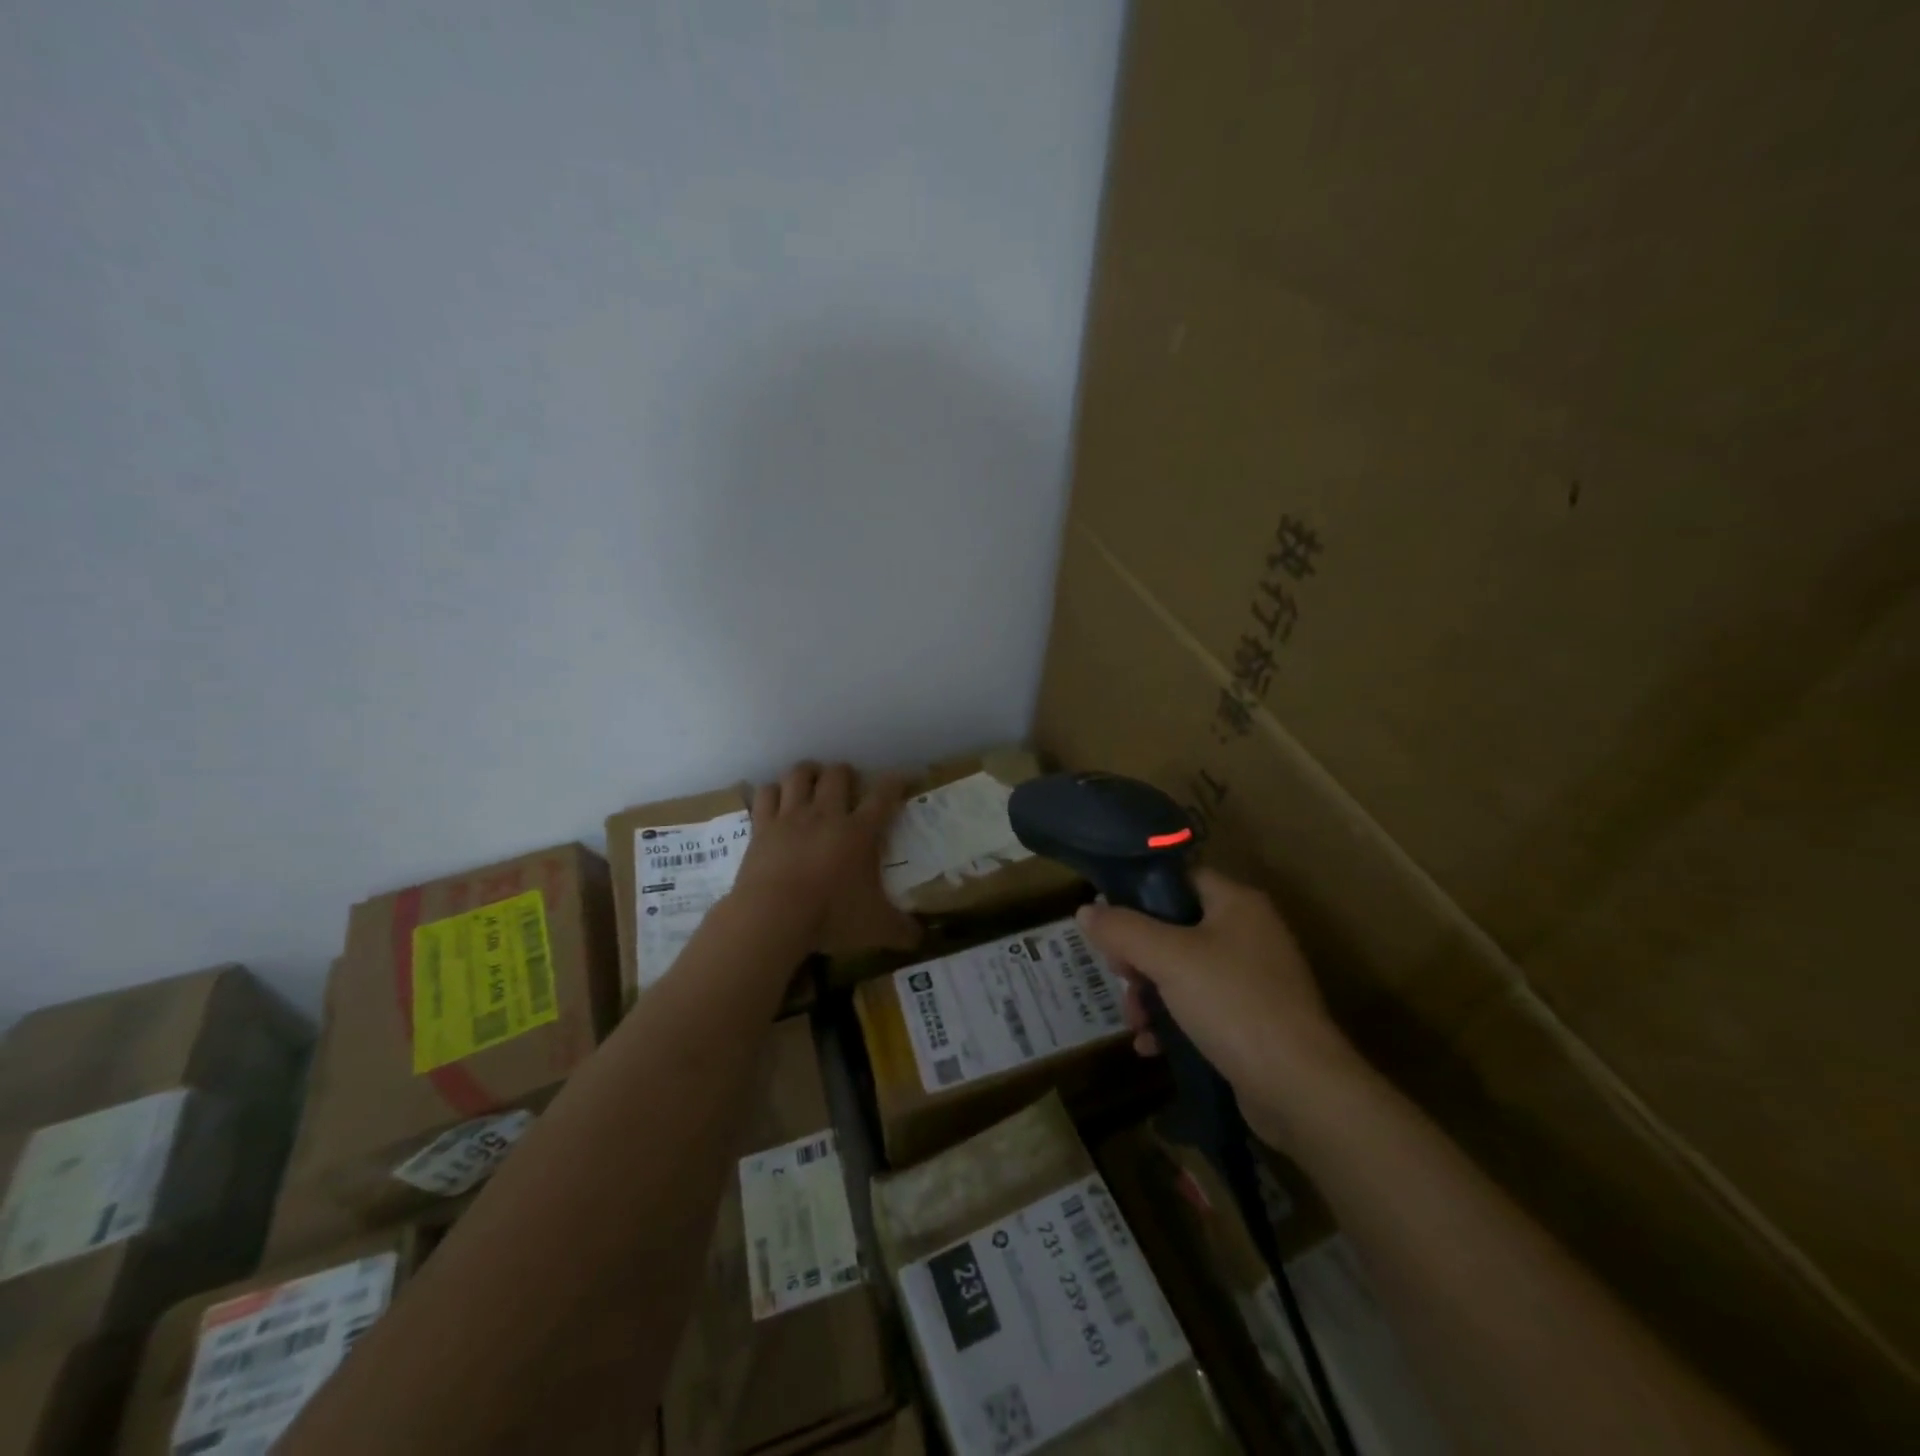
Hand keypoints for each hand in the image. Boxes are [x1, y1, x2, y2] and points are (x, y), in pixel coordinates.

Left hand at [733, 762, 922, 956]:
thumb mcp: (875, 928)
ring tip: (812, 781)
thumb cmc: (830, 917)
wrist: (773, 916)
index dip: (896, 782)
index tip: (903, 777)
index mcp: (860, 832)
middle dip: (846, 774)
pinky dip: (772, 791)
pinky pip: (766, 794)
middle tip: (848, 786)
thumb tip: (920, 939)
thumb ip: (901, 930)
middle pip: (838, 774)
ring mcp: (791, 817)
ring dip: (808, 773)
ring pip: (799, 774)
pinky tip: (776, 798)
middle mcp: (826, 814)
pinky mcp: (762, 827)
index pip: (884, 795)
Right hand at [1075, 869, 1359, 1148]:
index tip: (1109, 922)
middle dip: (1138, 956)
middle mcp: (1248, 933)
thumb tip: (1084, 911)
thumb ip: (1123, 929)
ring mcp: (1252, 979)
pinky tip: (1151, 1046)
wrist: (1300, 1089)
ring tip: (1135, 1022)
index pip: (1179, 879)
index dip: (1140, 895)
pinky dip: (1172, 1021)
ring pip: (1182, 971)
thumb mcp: (1168, 959)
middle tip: (1119, 976)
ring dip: (1149, 994)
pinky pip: (1199, 1007)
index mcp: (1236, 903)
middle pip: (1174, 928)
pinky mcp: (1251, 1020)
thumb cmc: (1233, 1004)